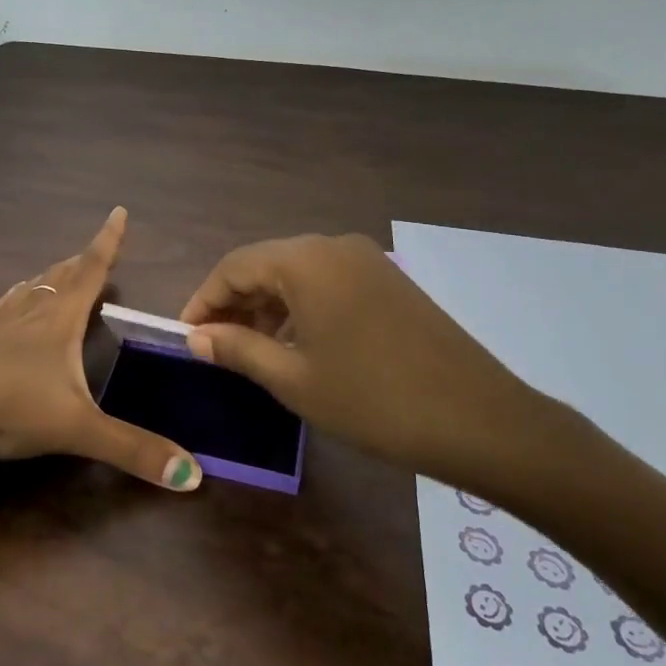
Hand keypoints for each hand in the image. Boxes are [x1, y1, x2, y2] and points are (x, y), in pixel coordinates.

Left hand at [0, 208, 201, 490]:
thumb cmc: (9, 407)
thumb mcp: (76, 429)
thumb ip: (132, 449)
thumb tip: (193, 474)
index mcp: (59, 321)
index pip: (91, 271)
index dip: (108, 242)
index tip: (118, 211)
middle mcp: (30, 314)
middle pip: (61, 277)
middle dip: (82, 261)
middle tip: (96, 250)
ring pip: (30, 290)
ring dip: (49, 277)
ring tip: (59, 270)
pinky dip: (11, 299)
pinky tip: (7, 301)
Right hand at [179, 233, 564, 495]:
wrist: (479, 419)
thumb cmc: (373, 399)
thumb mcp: (294, 378)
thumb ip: (238, 348)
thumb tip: (196, 337)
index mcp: (305, 260)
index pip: (234, 267)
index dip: (203, 301)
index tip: (186, 337)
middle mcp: (334, 246)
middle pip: (266, 264)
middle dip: (234, 302)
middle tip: (215, 346)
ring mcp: (367, 260)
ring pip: (298, 273)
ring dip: (268, 305)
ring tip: (252, 349)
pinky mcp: (389, 280)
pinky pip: (328, 282)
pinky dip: (302, 306)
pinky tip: (298, 343)